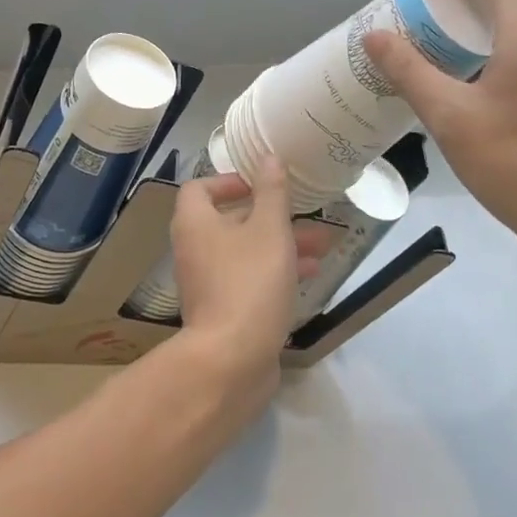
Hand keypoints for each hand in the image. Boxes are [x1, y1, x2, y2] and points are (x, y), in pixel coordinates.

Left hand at [169, 156, 324, 388]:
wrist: (231, 360)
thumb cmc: (249, 282)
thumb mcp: (269, 229)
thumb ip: (271, 192)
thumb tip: (268, 156)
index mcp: (195, 223)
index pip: (199, 188)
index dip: (228, 181)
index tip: (259, 184)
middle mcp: (194, 249)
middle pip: (229, 220)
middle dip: (270, 216)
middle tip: (305, 214)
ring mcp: (206, 282)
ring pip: (245, 252)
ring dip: (280, 244)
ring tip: (322, 245)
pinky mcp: (222, 310)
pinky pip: (248, 279)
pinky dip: (274, 272)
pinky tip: (309, 276)